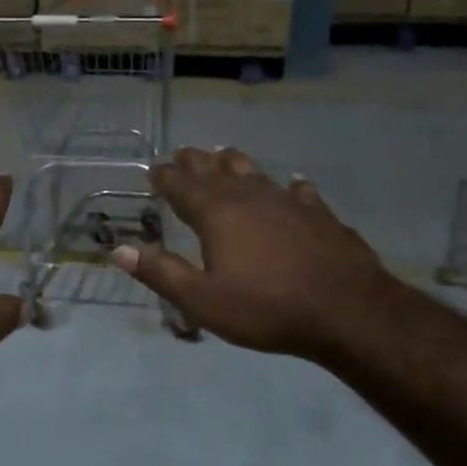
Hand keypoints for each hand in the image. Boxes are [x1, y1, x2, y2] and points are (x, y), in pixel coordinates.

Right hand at [113, 146, 390, 360]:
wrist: (346, 310)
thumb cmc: (266, 307)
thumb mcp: (202, 300)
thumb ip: (161, 272)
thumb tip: (119, 249)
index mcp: (216, 213)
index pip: (181, 185)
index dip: (165, 176)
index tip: (153, 170)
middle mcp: (249, 196)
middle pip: (215, 168)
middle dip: (195, 161)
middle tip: (181, 155)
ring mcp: (288, 201)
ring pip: (254, 170)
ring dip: (233, 162)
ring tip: (223, 156)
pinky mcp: (319, 213)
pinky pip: (298, 191)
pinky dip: (289, 187)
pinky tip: (293, 186)